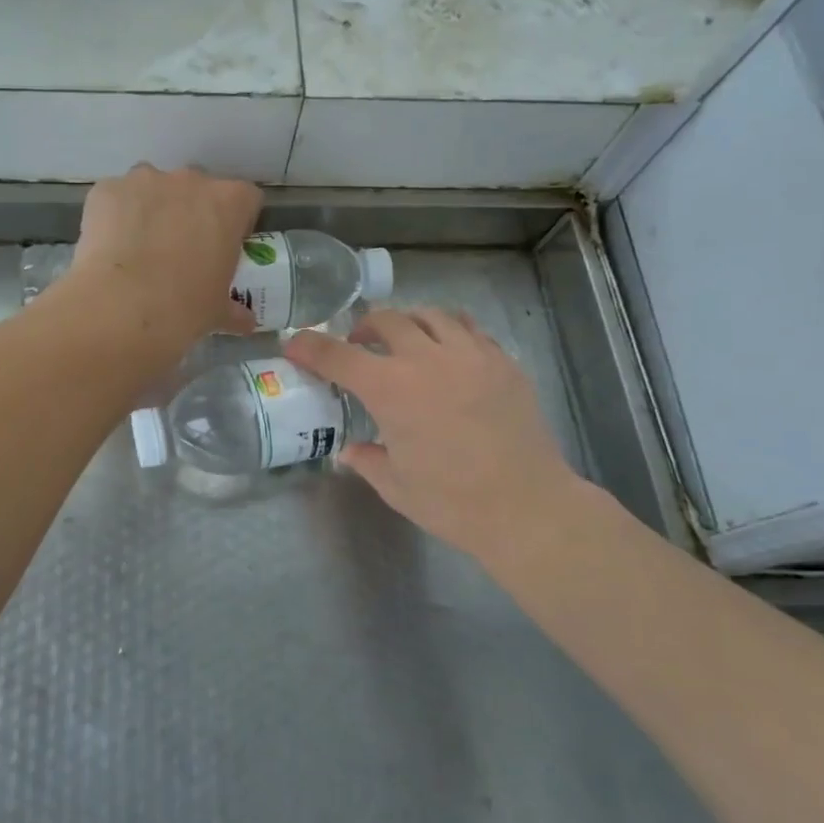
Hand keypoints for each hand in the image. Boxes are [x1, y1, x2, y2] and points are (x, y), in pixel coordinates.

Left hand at [54, 164, 260, 357]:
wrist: (121, 308)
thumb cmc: (184, 308)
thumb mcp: (217, 312)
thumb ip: (234, 309)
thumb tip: (245, 322)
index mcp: (228, 203)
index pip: (245, 198)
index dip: (236, 222)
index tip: (224, 246)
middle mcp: (190, 180)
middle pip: (197, 188)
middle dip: (191, 212)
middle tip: (181, 250)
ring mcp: (145, 180)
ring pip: (153, 187)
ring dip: (152, 209)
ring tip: (140, 248)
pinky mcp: (107, 189)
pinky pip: (116, 197)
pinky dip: (115, 215)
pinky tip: (110, 248)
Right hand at [287, 308, 599, 564]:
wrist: (528, 507)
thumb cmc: (453, 502)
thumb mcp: (396, 487)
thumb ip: (367, 460)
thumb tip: (350, 451)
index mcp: (392, 390)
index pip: (338, 356)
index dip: (310, 347)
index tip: (295, 345)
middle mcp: (428, 359)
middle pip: (387, 320)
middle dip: (363, 328)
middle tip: (359, 346)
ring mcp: (470, 355)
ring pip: (431, 315)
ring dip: (408, 323)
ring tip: (406, 342)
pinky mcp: (503, 362)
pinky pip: (470, 329)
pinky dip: (449, 332)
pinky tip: (448, 355)